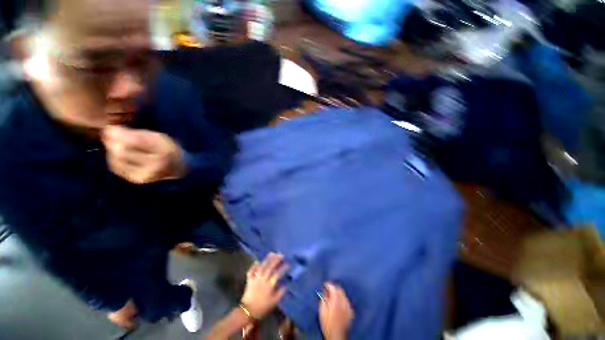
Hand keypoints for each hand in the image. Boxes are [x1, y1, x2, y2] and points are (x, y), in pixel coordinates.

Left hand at [102, 126, 185, 183]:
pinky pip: (118, 168)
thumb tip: (108, 130)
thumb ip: (136, 134)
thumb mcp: (157, 137)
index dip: (119, 134)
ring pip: (117, 161)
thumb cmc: (165, 148)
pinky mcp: (139, 180)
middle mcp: (157, 164)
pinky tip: (120, 156)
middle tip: (108, 136)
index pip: (136, 141)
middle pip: (123, 152)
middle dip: (112, 143)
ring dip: (112, 151)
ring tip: (116, 145)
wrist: (177, 167)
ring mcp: (147, 174)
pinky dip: (114, 160)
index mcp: (164, 151)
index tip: (109, 128)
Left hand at [241, 253, 287, 318]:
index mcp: (269, 285)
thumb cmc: (262, 308)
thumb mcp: (274, 302)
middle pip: (270, 267)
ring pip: (262, 266)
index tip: (288, 264)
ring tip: (272, 253)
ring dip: (267, 259)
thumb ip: (280, 293)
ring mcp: (255, 278)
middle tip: (281, 254)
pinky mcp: (249, 280)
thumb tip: (286, 284)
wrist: (247, 312)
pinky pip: (251, 271)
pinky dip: (254, 266)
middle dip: (276, 259)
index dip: (283, 268)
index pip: (278, 273)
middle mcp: (263, 279)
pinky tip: (257, 261)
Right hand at [319, 282, 353, 339]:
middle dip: (334, 287)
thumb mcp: (322, 311)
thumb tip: (324, 292)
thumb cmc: (327, 324)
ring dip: (338, 293)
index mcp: (336, 301)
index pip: (333, 287)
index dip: (328, 284)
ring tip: (333, 296)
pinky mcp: (351, 312)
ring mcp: (348, 307)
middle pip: (340, 289)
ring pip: (344, 294)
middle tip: (328, 290)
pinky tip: (339, 303)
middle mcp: (344, 302)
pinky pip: (347, 301)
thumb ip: (324, 299)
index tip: (324, 285)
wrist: (336, 337)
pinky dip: (343, 299)